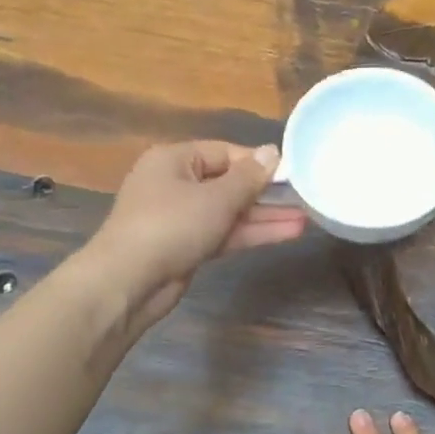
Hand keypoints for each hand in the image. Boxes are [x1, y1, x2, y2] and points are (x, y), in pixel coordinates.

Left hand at [89, 141, 305, 331]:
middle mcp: (175, 184)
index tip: (291, 173)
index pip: (224, 152)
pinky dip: (250, 233)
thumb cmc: (171, 226)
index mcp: (174, 160)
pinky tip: (285, 234)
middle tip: (304, 196)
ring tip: (305, 218)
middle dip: (266, 193)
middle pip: (228, 183)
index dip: (258, 162)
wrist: (129, 282)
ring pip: (229, 212)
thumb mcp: (215, 198)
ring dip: (264, 216)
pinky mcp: (187, 247)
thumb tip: (272, 152)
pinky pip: (224, 233)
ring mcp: (180, 218)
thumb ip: (248, 178)